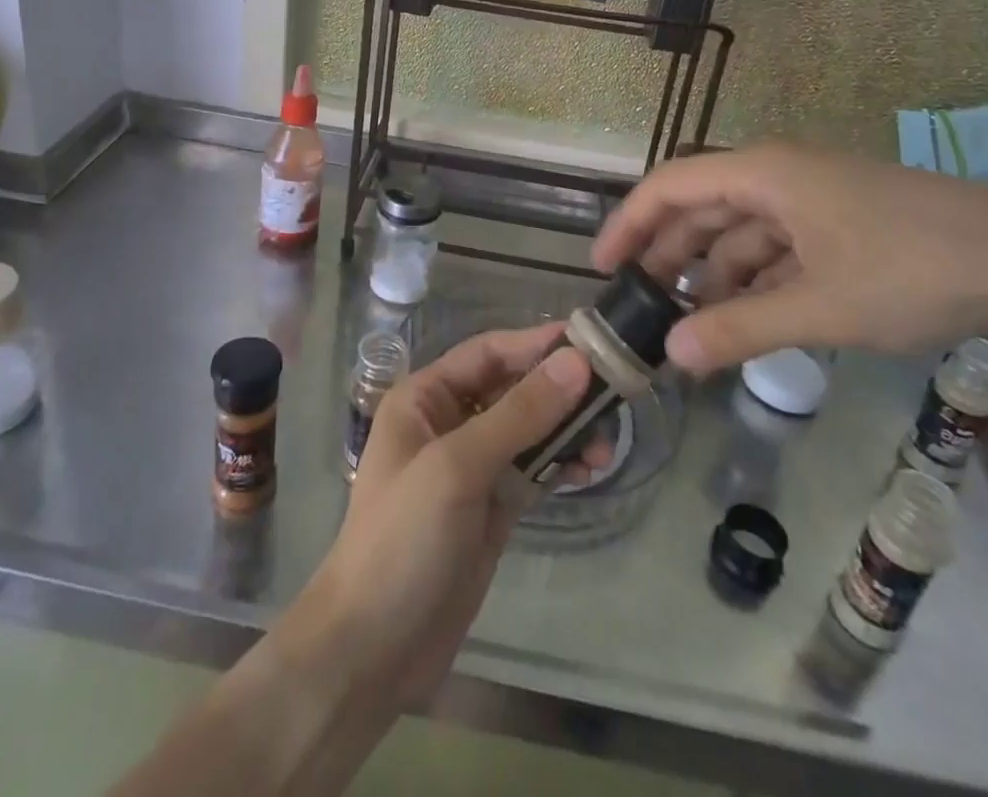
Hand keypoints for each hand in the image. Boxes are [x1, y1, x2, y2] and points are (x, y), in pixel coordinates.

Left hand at [285, 326, 593, 708]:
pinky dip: (561, 463)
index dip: (535, 344)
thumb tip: (576, 362)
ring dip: (567, 430)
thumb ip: (518, 414)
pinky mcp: (493, 506)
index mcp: (425, 398)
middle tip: (613, 395)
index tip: (590, 341)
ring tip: (606, 445)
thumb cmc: (403, 538)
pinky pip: (534, 468)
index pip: (487, 353)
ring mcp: (473, 465)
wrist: (374, 647)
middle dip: (560, 390)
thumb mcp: (457, 467)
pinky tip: (589, 470)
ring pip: (530, 429)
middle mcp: (449, 422)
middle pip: (513, 388)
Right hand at [591, 142, 987, 374]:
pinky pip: (776, 248)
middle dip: (668, 256)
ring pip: (739, 232)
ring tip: (694, 324)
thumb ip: (741, 329)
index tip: (603, 268)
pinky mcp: (839, 222)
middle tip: (643, 306)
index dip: (628, 223)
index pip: (669, 186)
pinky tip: (749, 318)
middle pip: (700, 209)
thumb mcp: (821, 307)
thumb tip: (671, 357)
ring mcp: (811, 199)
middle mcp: (777, 175)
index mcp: (763, 173)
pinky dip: (755, 280)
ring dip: (713, 274)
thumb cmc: (913, 269)